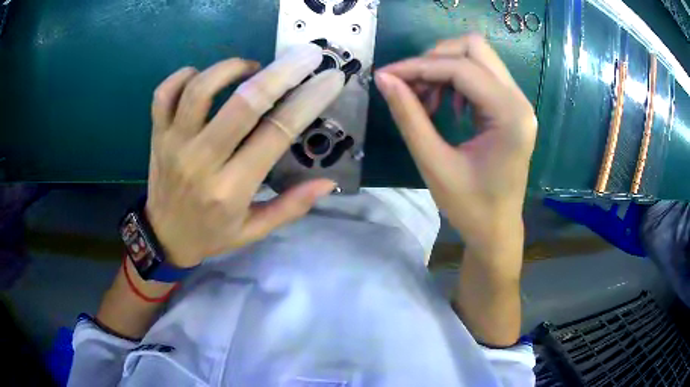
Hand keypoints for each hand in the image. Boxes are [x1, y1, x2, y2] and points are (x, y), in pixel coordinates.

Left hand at [145, 44, 344, 267]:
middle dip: (281, 73)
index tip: (329, 79)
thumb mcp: (254, 231)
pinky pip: (164, 93)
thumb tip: (327, 182)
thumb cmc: (211, 234)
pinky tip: (202, 77)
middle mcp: (201, 162)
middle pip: (243, 104)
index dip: (307, 102)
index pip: (275, 135)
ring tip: (250, 68)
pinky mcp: (157, 135)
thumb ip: (291, 207)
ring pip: (200, 89)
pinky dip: (183, 75)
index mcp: (231, 189)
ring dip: (231, 68)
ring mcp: (174, 144)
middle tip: (304, 55)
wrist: (164, 238)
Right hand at [375, 35, 536, 250]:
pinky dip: (456, 79)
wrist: (497, 229)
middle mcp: (519, 100)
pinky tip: (446, 105)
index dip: (418, 66)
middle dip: (434, 58)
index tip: (386, 75)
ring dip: (444, 68)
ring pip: (477, 56)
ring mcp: (518, 101)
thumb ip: (409, 116)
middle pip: (474, 47)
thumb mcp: (434, 164)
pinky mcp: (511, 106)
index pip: (461, 68)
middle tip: (410, 86)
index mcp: (509, 116)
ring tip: (426, 100)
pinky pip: (481, 73)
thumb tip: (385, 78)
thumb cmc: (470, 207)